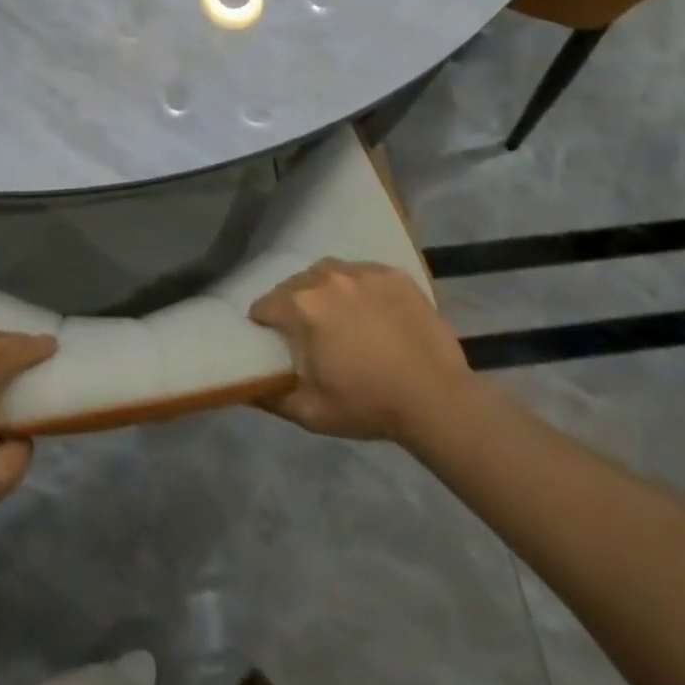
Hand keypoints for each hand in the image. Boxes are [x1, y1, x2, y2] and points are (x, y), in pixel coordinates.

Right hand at [249, 258, 476, 449]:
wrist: (438, 399)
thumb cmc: (369, 405)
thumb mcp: (310, 413)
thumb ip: (270, 397)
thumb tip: (246, 386)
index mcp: (302, 307)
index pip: (264, 305)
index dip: (264, 325)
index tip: (274, 343)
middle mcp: (326, 278)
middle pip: (294, 285)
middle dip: (294, 306)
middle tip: (309, 334)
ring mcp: (362, 271)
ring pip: (327, 273)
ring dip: (324, 291)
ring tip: (340, 317)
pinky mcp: (393, 274)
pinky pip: (362, 273)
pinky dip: (359, 288)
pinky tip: (372, 313)